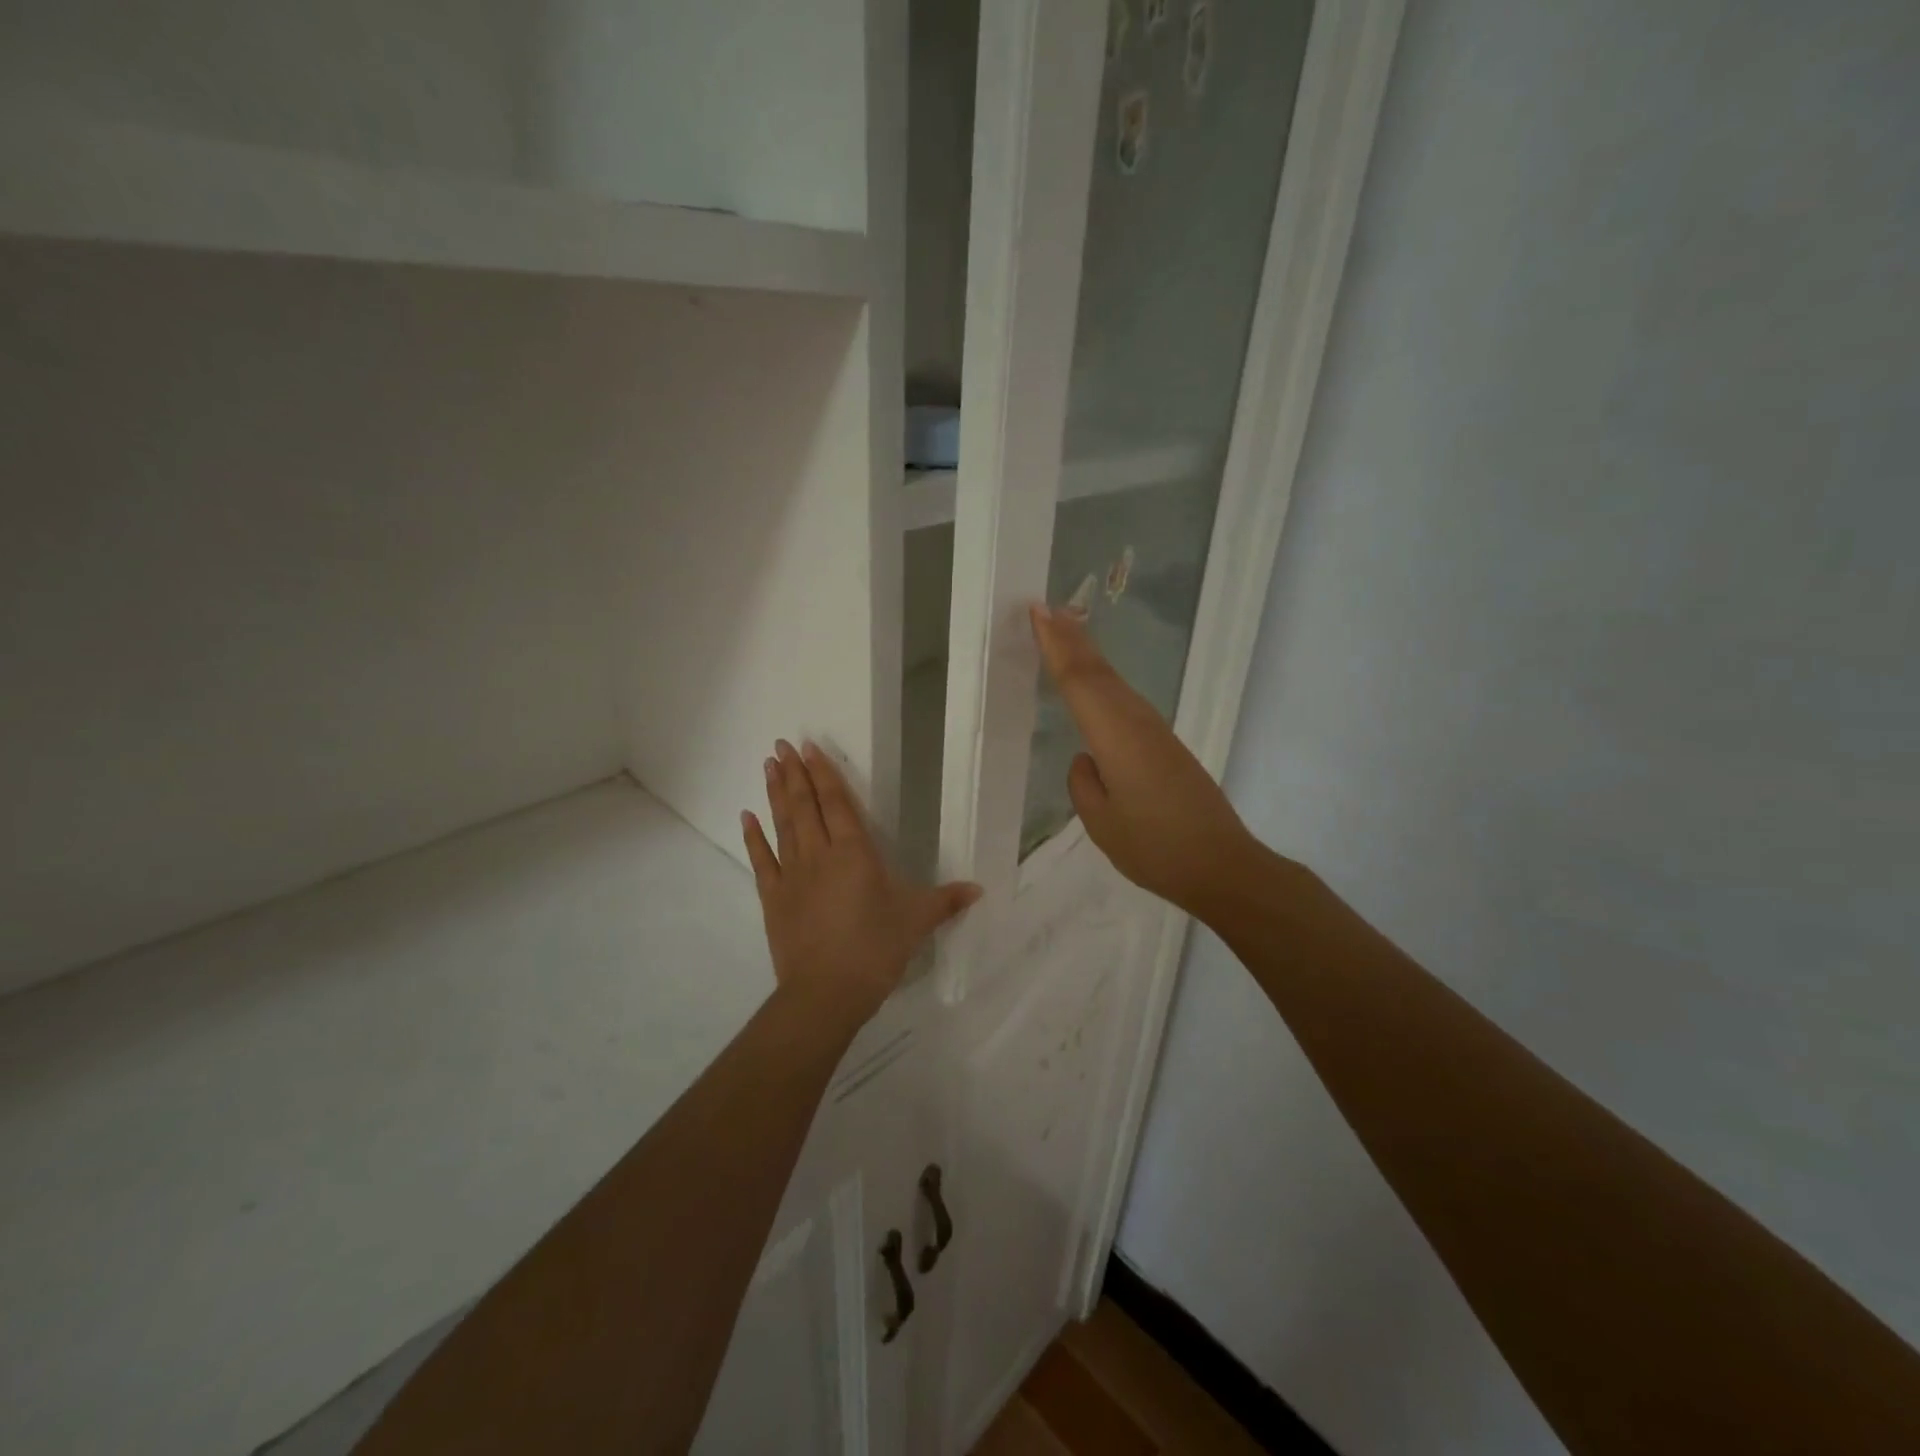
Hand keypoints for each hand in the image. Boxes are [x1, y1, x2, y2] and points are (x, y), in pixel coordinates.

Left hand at [743, 740, 981, 1019]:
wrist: (826, 992)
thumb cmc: (876, 949)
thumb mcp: (917, 921)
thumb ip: (946, 901)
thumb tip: (978, 890)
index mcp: (855, 852)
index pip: (837, 802)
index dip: (824, 773)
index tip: (809, 747)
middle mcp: (820, 854)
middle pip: (805, 805)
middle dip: (795, 773)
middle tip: (782, 745)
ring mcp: (792, 875)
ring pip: (782, 824)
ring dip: (775, 793)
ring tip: (768, 765)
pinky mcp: (773, 898)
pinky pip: (761, 860)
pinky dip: (753, 837)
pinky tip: (746, 816)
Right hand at [1030, 604, 1252, 916]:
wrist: (1222, 866)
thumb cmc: (1155, 848)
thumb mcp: (1103, 823)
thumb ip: (1085, 785)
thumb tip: (1086, 759)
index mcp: (1116, 737)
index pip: (1079, 681)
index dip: (1057, 646)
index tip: (1038, 612)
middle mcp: (1138, 723)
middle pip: (1100, 672)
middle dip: (1073, 639)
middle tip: (1047, 609)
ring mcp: (1157, 732)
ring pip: (1116, 683)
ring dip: (1090, 655)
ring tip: (1067, 631)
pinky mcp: (1167, 746)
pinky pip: (1128, 702)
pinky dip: (1106, 682)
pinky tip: (1099, 685)